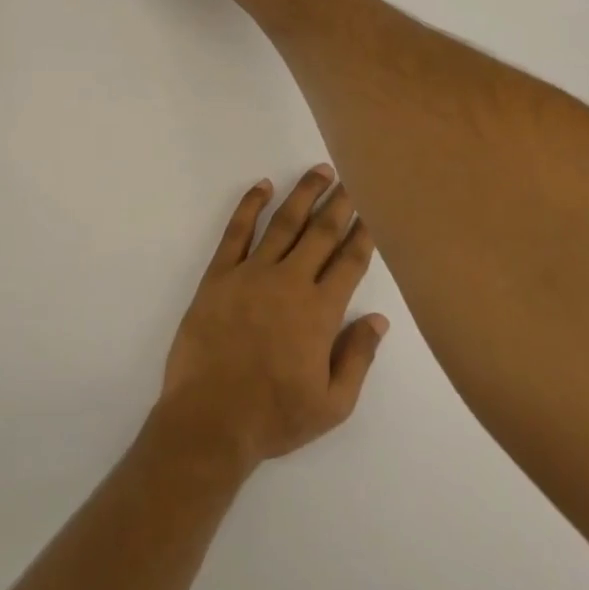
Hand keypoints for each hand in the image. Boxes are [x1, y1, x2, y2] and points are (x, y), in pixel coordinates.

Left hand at [153, 166, 389, 473]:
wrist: (210, 418)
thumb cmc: (274, 416)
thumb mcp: (332, 404)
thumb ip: (358, 357)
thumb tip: (378, 318)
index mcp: (320, 311)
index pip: (350, 261)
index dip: (364, 232)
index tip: (374, 209)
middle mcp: (289, 282)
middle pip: (321, 232)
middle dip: (340, 202)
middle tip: (353, 176)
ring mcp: (251, 274)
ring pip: (283, 223)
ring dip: (303, 194)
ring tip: (320, 171)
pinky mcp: (219, 275)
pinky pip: (236, 232)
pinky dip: (249, 205)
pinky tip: (262, 186)